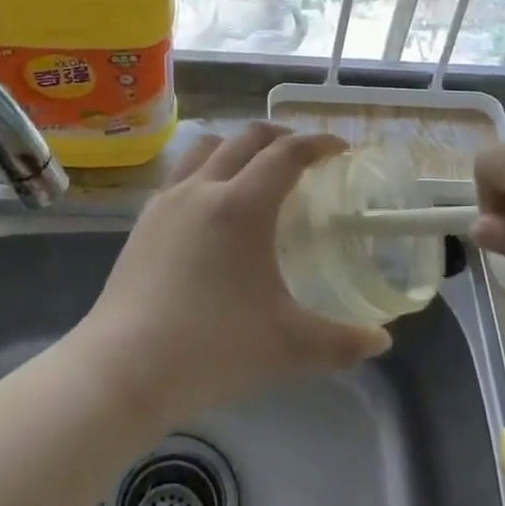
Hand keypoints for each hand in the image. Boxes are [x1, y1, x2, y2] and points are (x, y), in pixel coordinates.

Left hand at [71, 124, 391, 426]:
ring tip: (254, 169)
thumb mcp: (287, 346)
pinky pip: (179, 174)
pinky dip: (204, 170)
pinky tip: (209, 207)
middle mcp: (202, 188)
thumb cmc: (212, 348)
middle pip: (245, 139)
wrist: (123, 368)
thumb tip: (381, 342)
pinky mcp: (142, 221)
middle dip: (280, 137)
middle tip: (303, 155)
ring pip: (205, 148)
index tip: (339, 148)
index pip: (287, 154)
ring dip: (236, 146)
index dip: (317, 143)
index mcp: (242, 205)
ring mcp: (166, 202)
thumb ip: (340, 342)